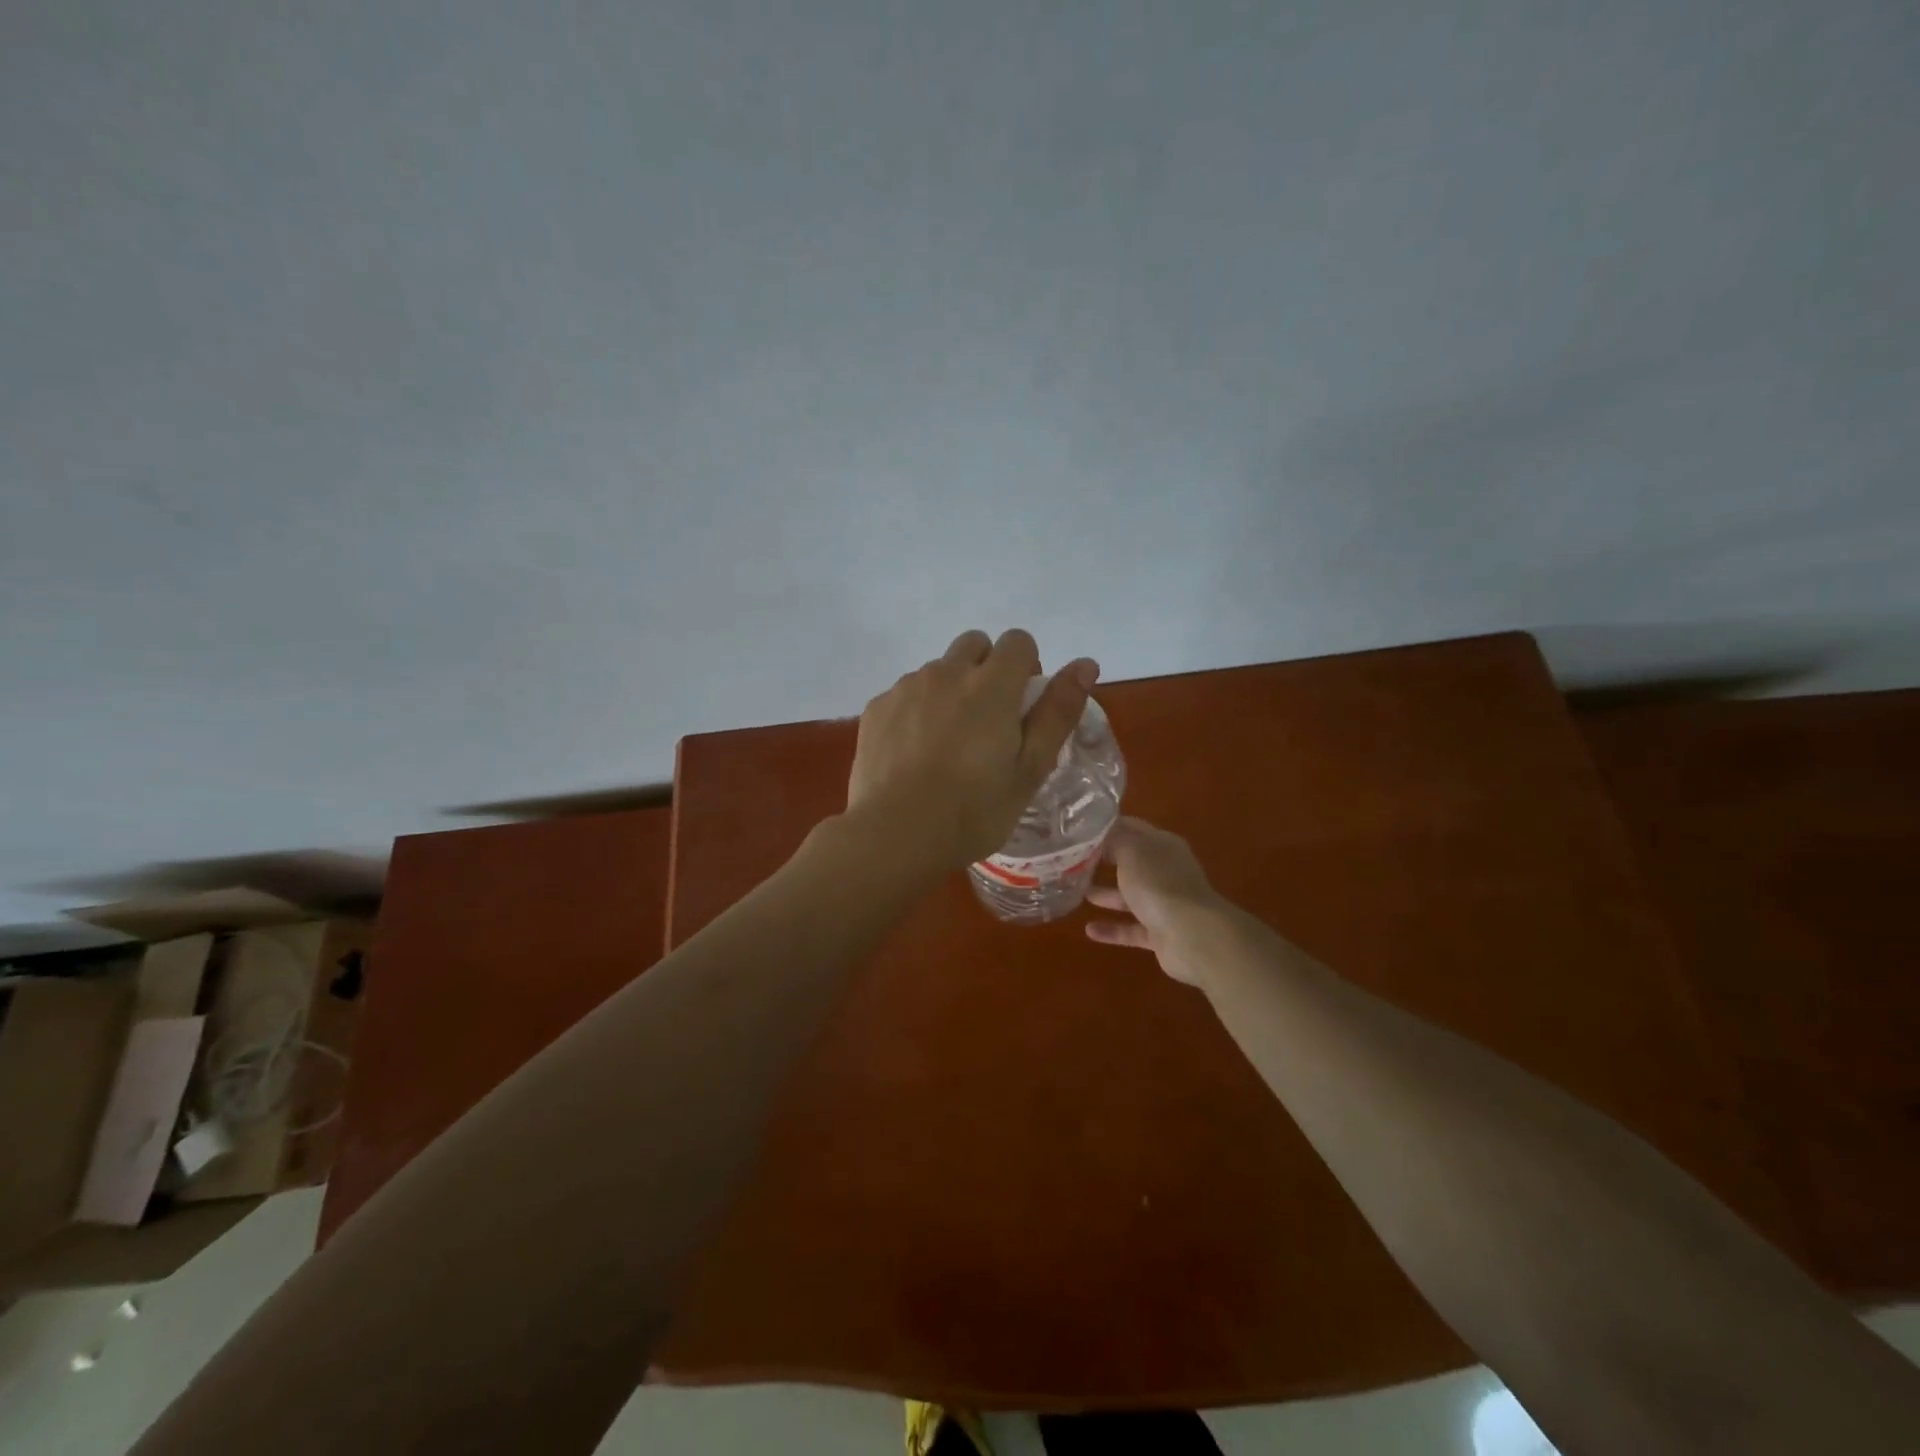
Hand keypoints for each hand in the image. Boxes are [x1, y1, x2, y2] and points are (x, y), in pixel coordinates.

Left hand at [846, 628, 1099, 870]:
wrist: (895, 835)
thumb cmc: (974, 810)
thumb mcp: (1030, 768)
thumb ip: (1058, 712)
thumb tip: (1085, 664)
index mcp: (991, 685)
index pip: (1018, 641)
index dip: (1026, 667)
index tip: (1022, 706)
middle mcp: (946, 673)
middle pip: (975, 644)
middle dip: (987, 669)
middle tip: (988, 722)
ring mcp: (906, 687)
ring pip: (938, 669)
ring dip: (950, 690)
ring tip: (948, 744)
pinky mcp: (876, 708)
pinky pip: (906, 692)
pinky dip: (917, 710)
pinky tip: (915, 753)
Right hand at [1085, 817, 1227, 985]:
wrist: (1192, 935)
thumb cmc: (1158, 883)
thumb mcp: (1130, 851)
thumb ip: (1114, 840)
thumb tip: (1101, 837)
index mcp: (1162, 844)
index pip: (1132, 827)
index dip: (1107, 826)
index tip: (1079, 829)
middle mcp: (1166, 871)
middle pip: (1131, 862)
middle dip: (1105, 860)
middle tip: (1072, 860)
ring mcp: (1165, 903)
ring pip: (1130, 896)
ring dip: (1106, 895)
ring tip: (1077, 892)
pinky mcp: (1161, 933)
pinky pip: (1132, 929)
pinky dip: (1112, 929)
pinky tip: (1089, 930)